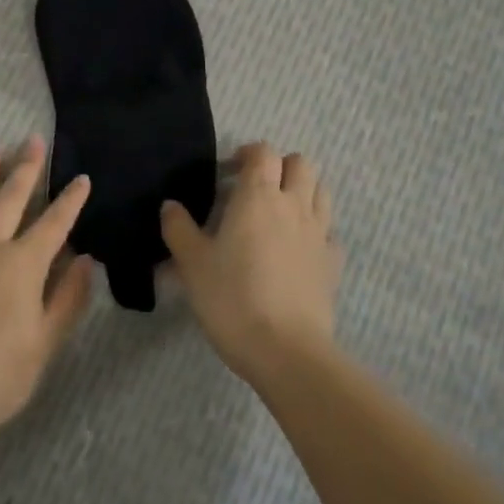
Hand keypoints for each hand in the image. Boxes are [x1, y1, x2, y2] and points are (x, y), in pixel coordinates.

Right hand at [160, 142, 341, 386]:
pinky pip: (329, 233)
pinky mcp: (333, 264)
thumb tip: (170, 206)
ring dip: (302, 191)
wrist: (285, 350)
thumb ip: (178, 229)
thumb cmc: (231, 298)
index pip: (263, 153)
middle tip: (255, 188)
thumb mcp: (192, 263)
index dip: (246, 154)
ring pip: (321, 192)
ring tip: (278, 213)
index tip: (227, 172)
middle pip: (301, 164)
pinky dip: (316, 231)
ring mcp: (319, 234)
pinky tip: (298, 250)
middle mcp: (294, 206)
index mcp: (258, 197)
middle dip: (280, 166)